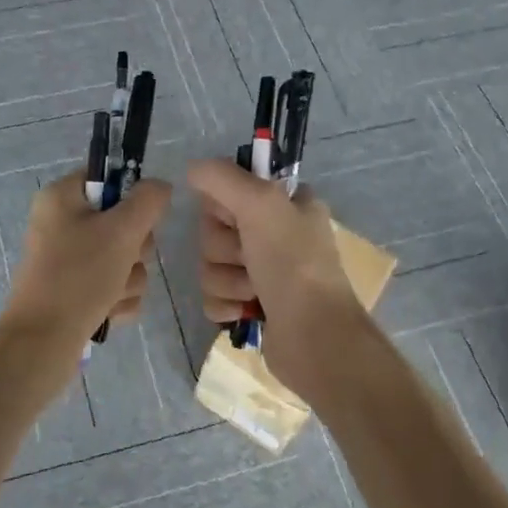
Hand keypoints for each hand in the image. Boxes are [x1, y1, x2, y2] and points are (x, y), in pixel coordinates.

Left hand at [1, 171, 172, 343]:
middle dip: (134, 249)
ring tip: (112, 294)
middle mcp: (61, 223)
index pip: (108, 178)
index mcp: (62, 197)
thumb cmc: (79, 276)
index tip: (140, 219)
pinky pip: (114, 284)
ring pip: (123, 257)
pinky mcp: (74, 290)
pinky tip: (108, 311)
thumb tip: (160, 186)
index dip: (131, 198)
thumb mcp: (121, 231)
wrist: (43, 342)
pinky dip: (118, 299)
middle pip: (122, 221)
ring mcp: (67, 259)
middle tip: (124, 261)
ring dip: (129, 278)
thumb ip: (148, 201)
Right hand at [186, 158, 361, 382]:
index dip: (223, 207)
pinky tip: (246, 312)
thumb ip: (222, 177)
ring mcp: (263, 272)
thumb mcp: (260, 204)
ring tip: (254, 292)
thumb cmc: (292, 264)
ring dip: (226, 280)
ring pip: (211, 265)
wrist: (314, 338)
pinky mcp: (251, 306)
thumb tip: (192, 169)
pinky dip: (225, 305)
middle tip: (249, 258)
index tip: (235, 219)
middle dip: (224, 249)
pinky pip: (213, 296)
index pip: (229, 189)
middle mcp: (275, 233)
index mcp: (285, 204)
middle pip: (214, 230)